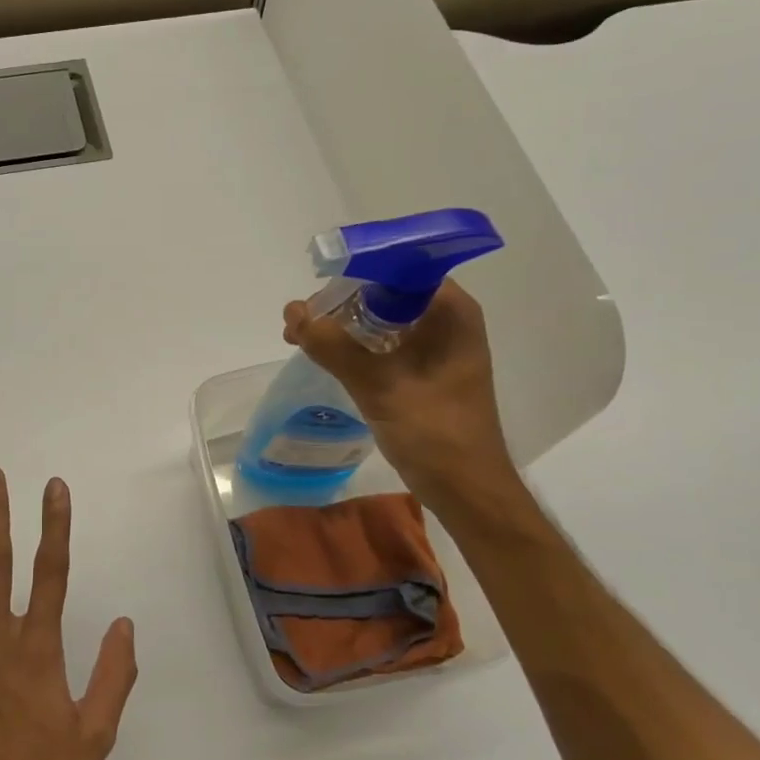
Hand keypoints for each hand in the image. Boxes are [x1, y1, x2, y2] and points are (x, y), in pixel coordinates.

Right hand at [283, 280, 520, 512]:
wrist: (466, 490)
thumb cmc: (435, 434)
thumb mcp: (380, 386)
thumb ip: (334, 347)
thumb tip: (293, 314)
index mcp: (450, 311)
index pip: (397, 269)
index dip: (351, 276)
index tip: (314, 298)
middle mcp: (445, 319)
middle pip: (383, 292)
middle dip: (338, 304)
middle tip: (297, 325)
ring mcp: (434, 345)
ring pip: (378, 319)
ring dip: (340, 326)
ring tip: (300, 340)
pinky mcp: (422, 370)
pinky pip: (381, 344)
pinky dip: (352, 347)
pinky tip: (324, 357)